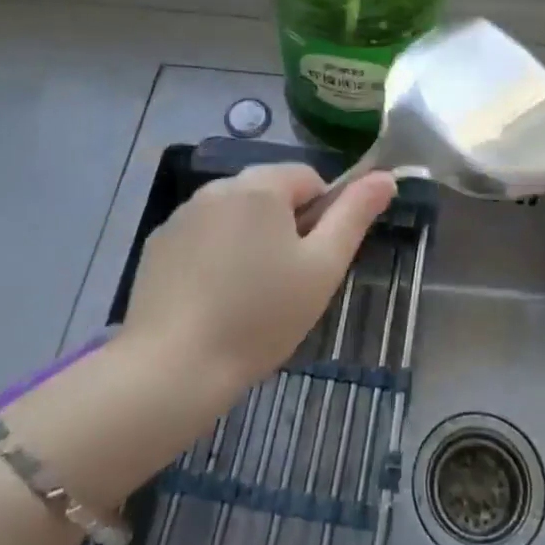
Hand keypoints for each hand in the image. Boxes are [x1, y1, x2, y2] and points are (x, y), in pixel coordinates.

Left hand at [121, 163, 396, 398]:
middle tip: (286, 283)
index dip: (322, 216)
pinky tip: (212, 299)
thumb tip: (386, 177)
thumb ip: (355, 215)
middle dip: (285, 227)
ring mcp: (182, 215)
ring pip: (235, 215)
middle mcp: (218, 187)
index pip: (309, 178)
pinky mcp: (158, 244)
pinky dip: (214, 255)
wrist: (173, 367)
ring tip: (247, 295)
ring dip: (249, 239)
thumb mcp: (323, 268)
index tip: (314, 262)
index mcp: (260, 186)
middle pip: (269, 193)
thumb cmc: (260, 316)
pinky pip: (202, 236)